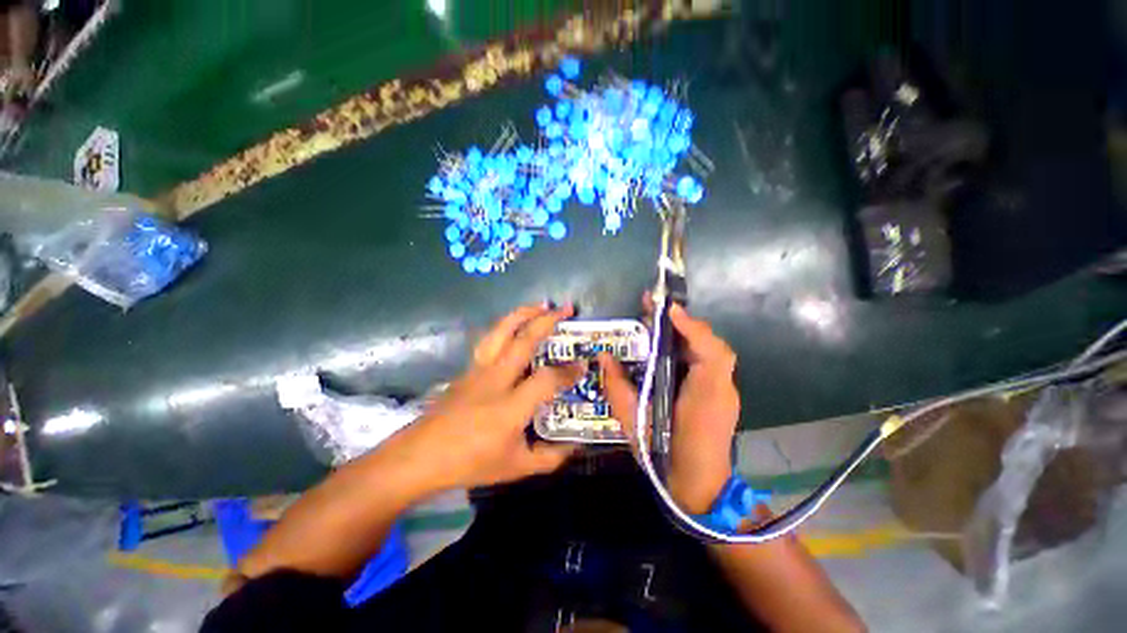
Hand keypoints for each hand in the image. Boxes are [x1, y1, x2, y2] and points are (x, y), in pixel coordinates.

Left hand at [393, 303, 581, 492]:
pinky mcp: (468, 368)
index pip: (547, 379)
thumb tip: (575, 445)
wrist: (419, 456)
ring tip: (540, 304)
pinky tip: (513, 325)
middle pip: (523, 340)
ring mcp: (479, 370)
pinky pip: (490, 339)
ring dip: (522, 313)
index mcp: (510, 406)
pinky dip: (506, 326)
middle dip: (547, 320)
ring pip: (501, 331)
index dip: (568, 371)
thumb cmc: (470, 463)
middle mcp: (496, 379)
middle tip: (566, 309)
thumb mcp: (516, 467)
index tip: (583, 365)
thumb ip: (549, 457)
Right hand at [600, 301, 740, 513]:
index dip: (693, 328)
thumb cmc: (665, 458)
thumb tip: (603, 356)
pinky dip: (690, 347)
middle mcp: (721, 390)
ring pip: (711, 352)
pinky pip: (708, 362)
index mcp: (704, 398)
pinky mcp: (721, 394)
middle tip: (654, 307)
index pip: (712, 355)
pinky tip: (670, 345)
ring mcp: (726, 392)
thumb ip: (617, 388)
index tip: (668, 309)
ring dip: (687, 333)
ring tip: (659, 320)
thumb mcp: (633, 423)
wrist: (700, 489)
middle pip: (713, 346)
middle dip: (684, 323)